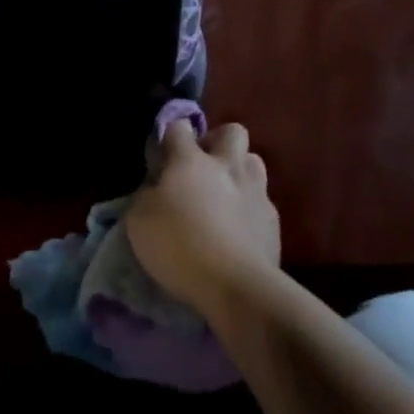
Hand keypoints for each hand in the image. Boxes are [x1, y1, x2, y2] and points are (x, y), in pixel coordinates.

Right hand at [126, 121, 279, 317]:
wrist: (236, 286)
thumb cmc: (179, 246)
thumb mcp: (140, 221)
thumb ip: (147, 195)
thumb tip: (156, 187)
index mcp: (191, 161)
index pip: (179, 127)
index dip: (170, 135)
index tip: (164, 152)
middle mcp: (227, 166)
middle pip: (232, 131)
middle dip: (218, 141)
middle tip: (202, 166)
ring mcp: (256, 191)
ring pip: (253, 161)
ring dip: (239, 170)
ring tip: (225, 195)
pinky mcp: (273, 219)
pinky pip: (262, 200)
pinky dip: (250, 207)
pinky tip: (239, 228)